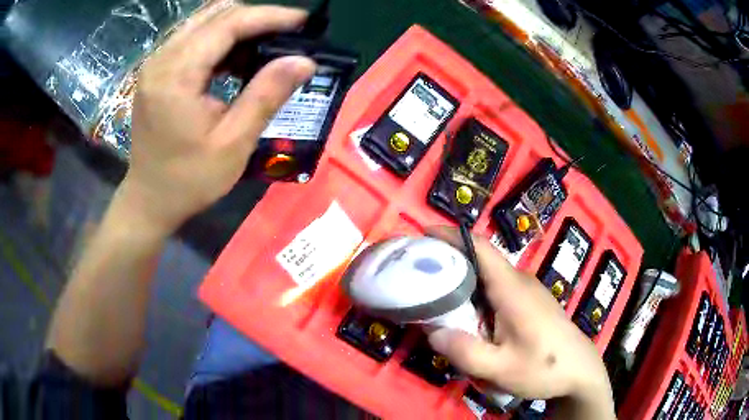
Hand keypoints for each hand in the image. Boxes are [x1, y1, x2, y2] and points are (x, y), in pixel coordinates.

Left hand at [123, 3, 315, 233]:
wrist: (149, 200)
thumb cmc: (189, 180)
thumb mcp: (233, 143)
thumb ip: (267, 95)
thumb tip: (305, 61)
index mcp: (176, 75)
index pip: (228, 24)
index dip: (269, 17)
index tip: (303, 22)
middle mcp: (162, 59)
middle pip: (215, 15)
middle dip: (256, 19)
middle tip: (286, 37)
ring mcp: (156, 62)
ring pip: (204, 22)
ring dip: (239, 28)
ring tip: (265, 49)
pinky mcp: (157, 70)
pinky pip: (194, 38)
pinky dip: (221, 41)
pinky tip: (237, 61)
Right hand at [426, 227, 615, 417]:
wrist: (580, 370)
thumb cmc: (544, 367)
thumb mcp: (501, 368)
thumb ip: (465, 351)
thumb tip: (432, 332)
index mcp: (512, 289)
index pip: (481, 248)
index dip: (452, 235)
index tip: (424, 232)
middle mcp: (520, 281)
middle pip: (481, 259)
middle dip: (449, 259)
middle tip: (417, 270)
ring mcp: (527, 290)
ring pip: (488, 275)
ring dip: (461, 277)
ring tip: (434, 293)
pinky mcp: (530, 302)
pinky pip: (497, 288)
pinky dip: (475, 291)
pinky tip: (466, 314)